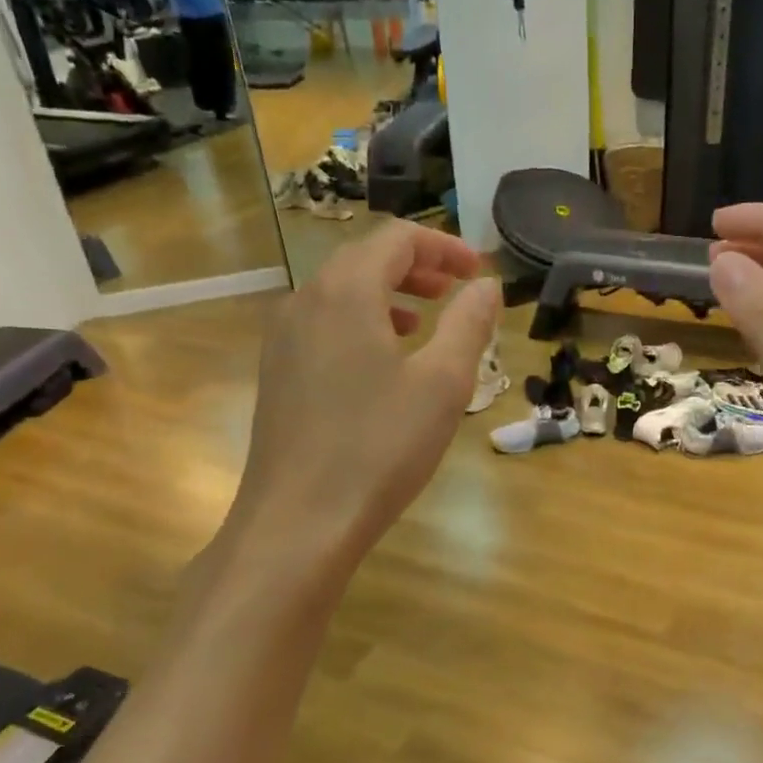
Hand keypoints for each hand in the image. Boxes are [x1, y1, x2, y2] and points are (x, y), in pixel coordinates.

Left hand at [215, 222, 499, 581]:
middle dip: (416, 267)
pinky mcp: (276, 375)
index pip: (397, 239)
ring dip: (387, 295)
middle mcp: (305, 302)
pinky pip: (323, 326)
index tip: (478, 272)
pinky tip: (382, 364)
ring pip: (340, 294)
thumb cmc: (379, 448)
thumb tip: (485, 285)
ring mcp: (282, 340)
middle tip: (456, 290)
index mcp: (345, 291)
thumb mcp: (443, 384)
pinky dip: (361, 324)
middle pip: (364, 260)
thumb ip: (468, 324)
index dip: (444, 247)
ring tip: (423, 322)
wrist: (299, 522)